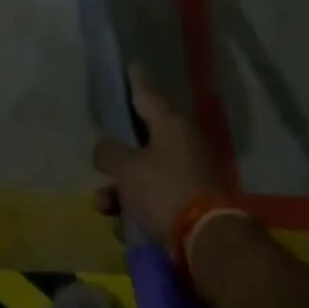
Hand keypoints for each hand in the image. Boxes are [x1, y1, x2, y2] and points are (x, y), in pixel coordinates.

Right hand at [91, 67, 224, 242]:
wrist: (210, 243)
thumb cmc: (164, 192)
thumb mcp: (126, 169)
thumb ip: (109, 152)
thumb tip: (105, 148)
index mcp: (171, 124)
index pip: (147, 93)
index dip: (135, 81)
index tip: (131, 64)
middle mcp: (183, 143)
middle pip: (141, 141)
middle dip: (115, 159)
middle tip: (98, 165)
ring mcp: (191, 174)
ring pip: (145, 174)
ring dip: (121, 190)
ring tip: (105, 208)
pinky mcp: (194, 203)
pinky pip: (157, 199)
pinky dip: (139, 209)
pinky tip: (126, 228)